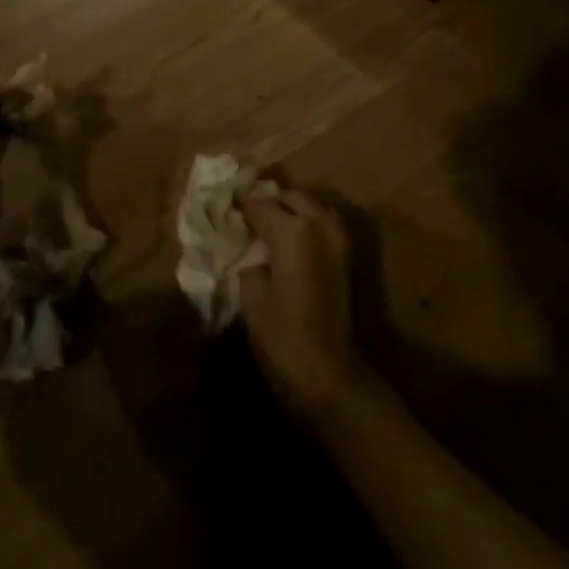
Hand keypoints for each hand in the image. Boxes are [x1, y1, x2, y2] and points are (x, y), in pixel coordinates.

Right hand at [239, 189, 375, 423]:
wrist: (328, 372)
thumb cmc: (281, 334)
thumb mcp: (250, 292)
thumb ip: (247, 255)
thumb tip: (246, 242)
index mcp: (292, 229)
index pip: (257, 203)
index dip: (238, 208)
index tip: (222, 214)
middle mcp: (319, 222)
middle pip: (288, 196)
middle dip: (267, 203)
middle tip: (245, 220)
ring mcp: (338, 237)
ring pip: (310, 206)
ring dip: (290, 210)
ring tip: (267, 229)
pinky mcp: (346, 255)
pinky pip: (323, 223)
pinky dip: (306, 224)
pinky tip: (288, 244)